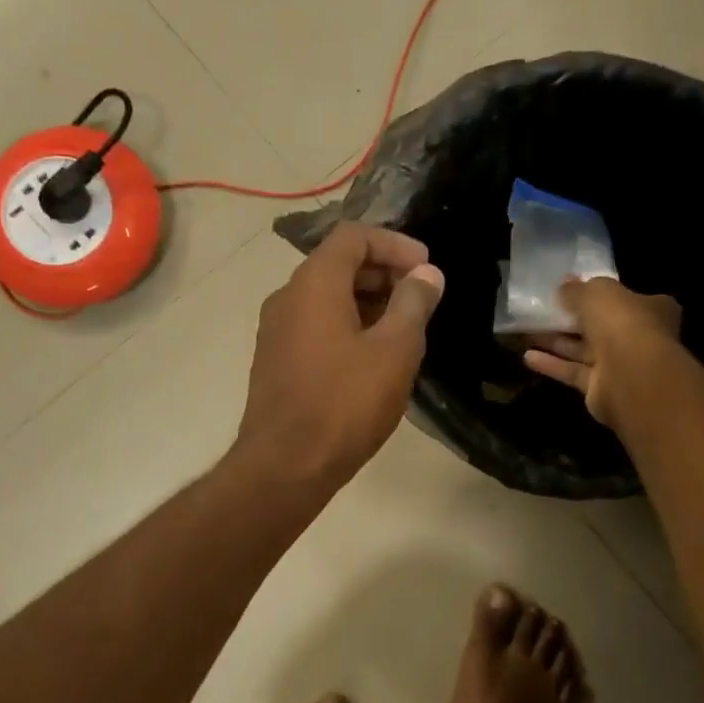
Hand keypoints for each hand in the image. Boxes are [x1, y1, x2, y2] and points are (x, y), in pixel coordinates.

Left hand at [234, 223, 444, 487]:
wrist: (285, 466)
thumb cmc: (345, 404)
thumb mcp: (395, 351)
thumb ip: (414, 304)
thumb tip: (427, 275)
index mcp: (314, 284)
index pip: (353, 236)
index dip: (395, 243)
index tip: (427, 268)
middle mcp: (287, 297)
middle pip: (338, 263)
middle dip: (384, 271)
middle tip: (421, 297)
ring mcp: (276, 330)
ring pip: (326, 296)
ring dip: (368, 300)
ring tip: (404, 328)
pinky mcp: (276, 359)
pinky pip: (315, 324)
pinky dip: (347, 324)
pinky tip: (374, 356)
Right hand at [522, 278, 680, 427]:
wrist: (631, 375)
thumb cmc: (622, 322)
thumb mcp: (596, 292)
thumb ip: (578, 289)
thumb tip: (564, 285)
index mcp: (649, 309)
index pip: (623, 298)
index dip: (598, 293)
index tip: (572, 290)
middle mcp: (638, 337)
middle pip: (601, 326)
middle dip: (572, 319)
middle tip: (543, 310)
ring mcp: (620, 365)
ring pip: (584, 350)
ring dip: (557, 342)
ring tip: (528, 331)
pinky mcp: (600, 388)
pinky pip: (573, 372)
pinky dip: (552, 365)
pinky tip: (527, 357)